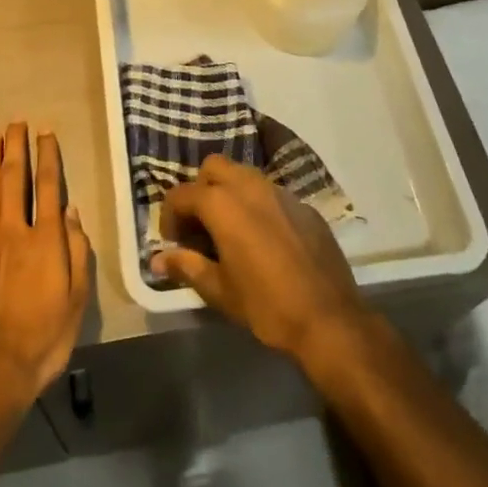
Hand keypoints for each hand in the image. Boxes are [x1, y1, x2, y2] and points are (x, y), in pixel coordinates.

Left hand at [0, 123, 91, 416]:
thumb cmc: (45, 337)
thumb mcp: (77, 299)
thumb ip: (76, 251)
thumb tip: (72, 211)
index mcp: (46, 239)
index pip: (49, 186)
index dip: (48, 156)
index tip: (45, 132)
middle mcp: (15, 231)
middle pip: (15, 179)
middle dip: (16, 147)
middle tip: (16, 122)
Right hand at [152, 154, 368, 363]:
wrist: (329, 319)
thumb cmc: (266, 305)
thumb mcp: (219, 290)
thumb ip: (186, 267)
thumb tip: (157, 259)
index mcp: (222, 203)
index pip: (181, 194)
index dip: (170, 217)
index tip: (174, 242)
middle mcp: (249, 186)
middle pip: (213, 167)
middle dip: (200, 190)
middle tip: (201, 226)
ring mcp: (280, 192)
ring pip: (244, 175)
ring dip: (229, 193)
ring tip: (230, 230)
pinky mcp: (303, 205)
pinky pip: (271, 193)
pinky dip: (258, 206)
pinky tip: (264, 239)